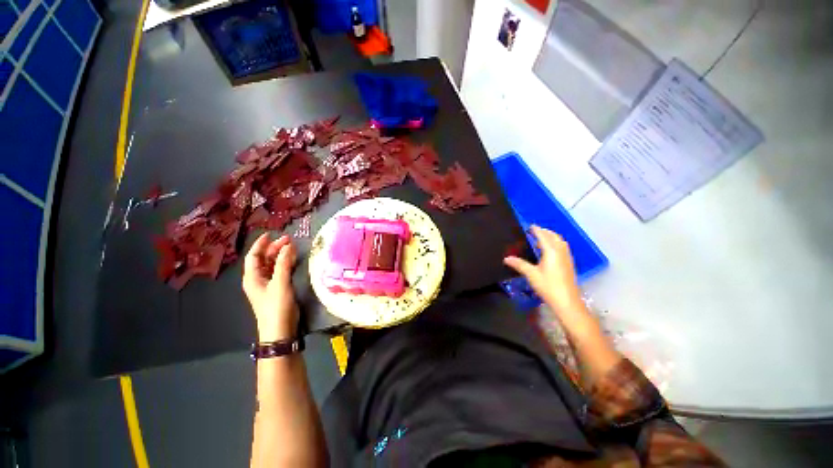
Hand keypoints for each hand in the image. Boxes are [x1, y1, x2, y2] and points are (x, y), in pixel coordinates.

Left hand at [243, 233, 299, 341]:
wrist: (280, 330)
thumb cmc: (276, 307)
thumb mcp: (280, 284)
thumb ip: (283, 264)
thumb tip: (288, 246)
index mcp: (252, 277)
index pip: (253, 256)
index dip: (261, 244)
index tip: (271, 234)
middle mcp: (258, 279)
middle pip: (263, 259)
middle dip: (274, 248)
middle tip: (289, 240)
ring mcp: (267, 285)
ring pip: (272, 265)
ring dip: (281, 255)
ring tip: (293, 247)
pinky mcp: (277, 289)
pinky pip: (279, 271)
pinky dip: (285, 263)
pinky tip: (293, 260)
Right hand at [504, 226, 585, 315]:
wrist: (567, 301)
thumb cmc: (548, 286)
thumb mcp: (531, 274)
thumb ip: (519, 264)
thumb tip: (506, 258)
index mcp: (551, 251)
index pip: (543, 236)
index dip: (536, 230)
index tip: (530, 226)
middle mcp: (561, 251)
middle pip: (554, 236)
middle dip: (545, 231)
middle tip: (534, 231)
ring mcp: (567, 257)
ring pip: (560, 242)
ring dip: (551, 237)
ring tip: (541, 239)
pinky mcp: (569, 264)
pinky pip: (562, 248)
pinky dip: (555, 244)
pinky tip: (549, 251)